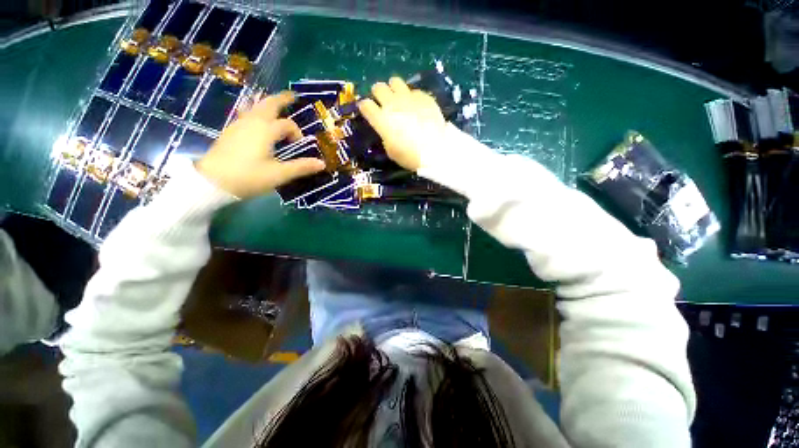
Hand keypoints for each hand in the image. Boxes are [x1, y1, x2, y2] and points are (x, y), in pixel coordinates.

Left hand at [196, 91, 325, 197]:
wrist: (212, 182)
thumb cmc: (249, 177)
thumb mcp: (279, 174)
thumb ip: (301, 167)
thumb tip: (322, 163)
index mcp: (266, 130)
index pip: (288, 124)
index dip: (297, 133)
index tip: (299, 146)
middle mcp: (252, 121)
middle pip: (268, 104)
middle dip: (281, 99)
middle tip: (292, 96)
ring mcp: (238, 124)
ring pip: (255, 106)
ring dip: (267, 103)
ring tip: (275, 104)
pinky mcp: (230, 131)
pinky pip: (245, 113)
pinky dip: (255, 110)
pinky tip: (256, 118)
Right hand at [358, 77, 445, 170]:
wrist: (434, 150)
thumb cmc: (410, 156)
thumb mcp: (391, 150)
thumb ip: (385, 135)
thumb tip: (387, 128)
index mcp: (381, 119)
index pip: (365, 105)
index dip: (365, 107)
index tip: (368, 111)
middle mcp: (392, 104)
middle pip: (378, 87)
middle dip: (378, 94)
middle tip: (384, 103)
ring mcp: (409, 97)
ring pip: (395, 81)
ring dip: (394, 89)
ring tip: (399, 99)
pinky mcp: (423, 97)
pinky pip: (413, 91)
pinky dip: (412, 97)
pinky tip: (416, 107)